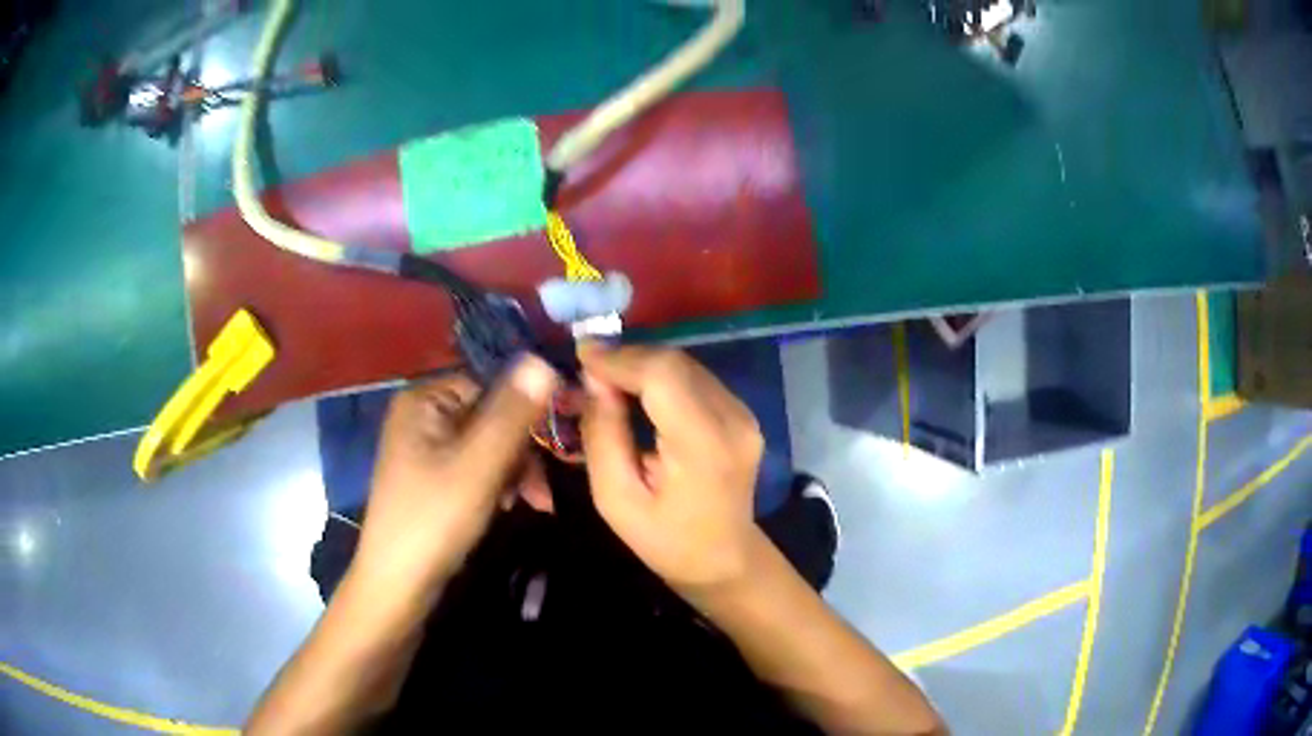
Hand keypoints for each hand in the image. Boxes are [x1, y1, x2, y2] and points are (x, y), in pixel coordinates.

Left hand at [352, 357, 558, 590]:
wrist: (398, 583)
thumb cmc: (434, 520)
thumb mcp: (479, 465)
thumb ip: (512, 413)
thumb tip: (543, 359)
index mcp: (424, 399)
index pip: (491, 382)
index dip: (526, 410)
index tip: (553, 446)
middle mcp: (421, 413)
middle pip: (491, 414)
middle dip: (521, 452)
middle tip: (541, 492)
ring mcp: (424, 445)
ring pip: (488, 442)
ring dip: (514, 470)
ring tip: (531, 504)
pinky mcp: (430, 474)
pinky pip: (475, 463)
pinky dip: (496, 482)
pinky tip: (507, 506)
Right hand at [579, 344, 763, 596]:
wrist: (724, 560)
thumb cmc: (665, 540)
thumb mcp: (616, 499)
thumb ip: (603, 436)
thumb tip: (593, 381)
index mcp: (703, 445)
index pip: (662, 376)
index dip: (619, 359)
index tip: (580, 355)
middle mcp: (732, 419)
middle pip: (675, 364)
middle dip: (627, 359)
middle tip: (586, 370)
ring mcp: (743, 414)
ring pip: (685, 365)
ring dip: (642, 365)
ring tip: (605, 379)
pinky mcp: (742, 414)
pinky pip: (695, 379)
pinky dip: (660, 377)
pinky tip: (636, 390)